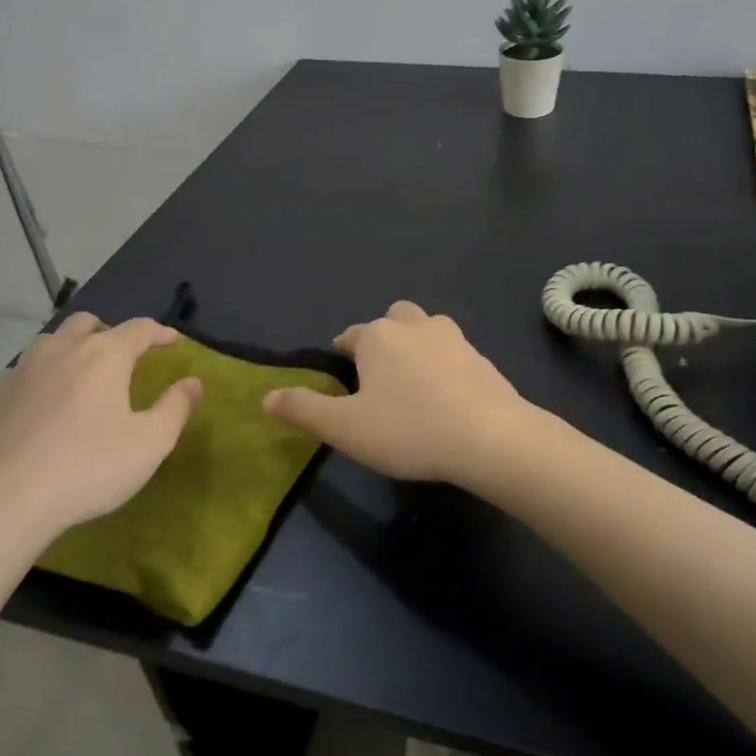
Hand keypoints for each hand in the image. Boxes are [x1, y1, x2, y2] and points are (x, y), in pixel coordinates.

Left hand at [0, 313, 200, 553]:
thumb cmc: (88, 468)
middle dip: (110, 332)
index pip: (139, 328)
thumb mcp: (149, 443)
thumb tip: (193, 382)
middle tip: (123, 357)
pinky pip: (23, 370)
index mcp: (105, 355)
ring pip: (51, 341)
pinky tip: (42, 403)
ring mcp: (22, 369)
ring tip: (81, 375)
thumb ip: (175, 407)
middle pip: (88, 322)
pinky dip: (40, 375)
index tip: (172, 341)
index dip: (160, 332)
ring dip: (71, 348)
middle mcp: (62, 349)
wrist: (1, 501)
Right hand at [262, 301, 534, 485]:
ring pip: (427, 328)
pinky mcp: (481, 357)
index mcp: (377, 337)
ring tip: (413, 380)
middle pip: (392, 318)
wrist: (489, 437)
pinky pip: (454, 351)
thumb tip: (266, 397)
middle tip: (379, 373)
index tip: (342, 376)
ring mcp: (453, 338)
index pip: (350, 336)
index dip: (342, 354)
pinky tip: (446, 393)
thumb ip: (304, 410)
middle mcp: (414, 326)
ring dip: (416, 343)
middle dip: (382, 337)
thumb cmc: (408, 430)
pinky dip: (445, 363)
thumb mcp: (345, 428)